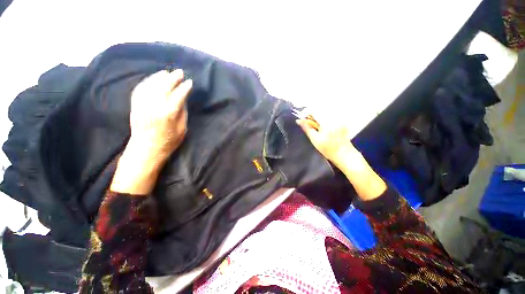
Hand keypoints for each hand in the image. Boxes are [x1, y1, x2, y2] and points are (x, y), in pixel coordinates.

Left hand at [129, 69, 191, 161]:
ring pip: (151, 85)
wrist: (146, 149)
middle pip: (164, 87)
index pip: (178, 96)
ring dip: (159, 77)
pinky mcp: (135, 105)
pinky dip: (147, 82)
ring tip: (167, 73)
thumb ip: (182, 112)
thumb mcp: (182, 129)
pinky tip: (153, 79)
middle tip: (179, 72)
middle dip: (173, 78)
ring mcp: (143, 105)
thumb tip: (182, 99)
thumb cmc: (168, 141)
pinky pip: (140, 89)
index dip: (185, 88)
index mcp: (168, 114)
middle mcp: (154, 106)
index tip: (190, 82)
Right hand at [297, 117, 386, 200]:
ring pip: (324, 114)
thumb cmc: (328, 149)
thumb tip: (298, 120)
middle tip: (308, 125)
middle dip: (312, 116)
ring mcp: (339, 119)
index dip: (306, 113)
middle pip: (319, 111)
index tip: (302, 119)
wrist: (345, 156)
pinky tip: (323, 129)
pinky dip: (324, 121)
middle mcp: (334, 117)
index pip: (314, 110)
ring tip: (315, 128)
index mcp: (326, 121)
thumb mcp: (315, 139)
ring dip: (317, 119)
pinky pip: (330, 118)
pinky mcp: (342, 123)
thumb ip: (306, 128)